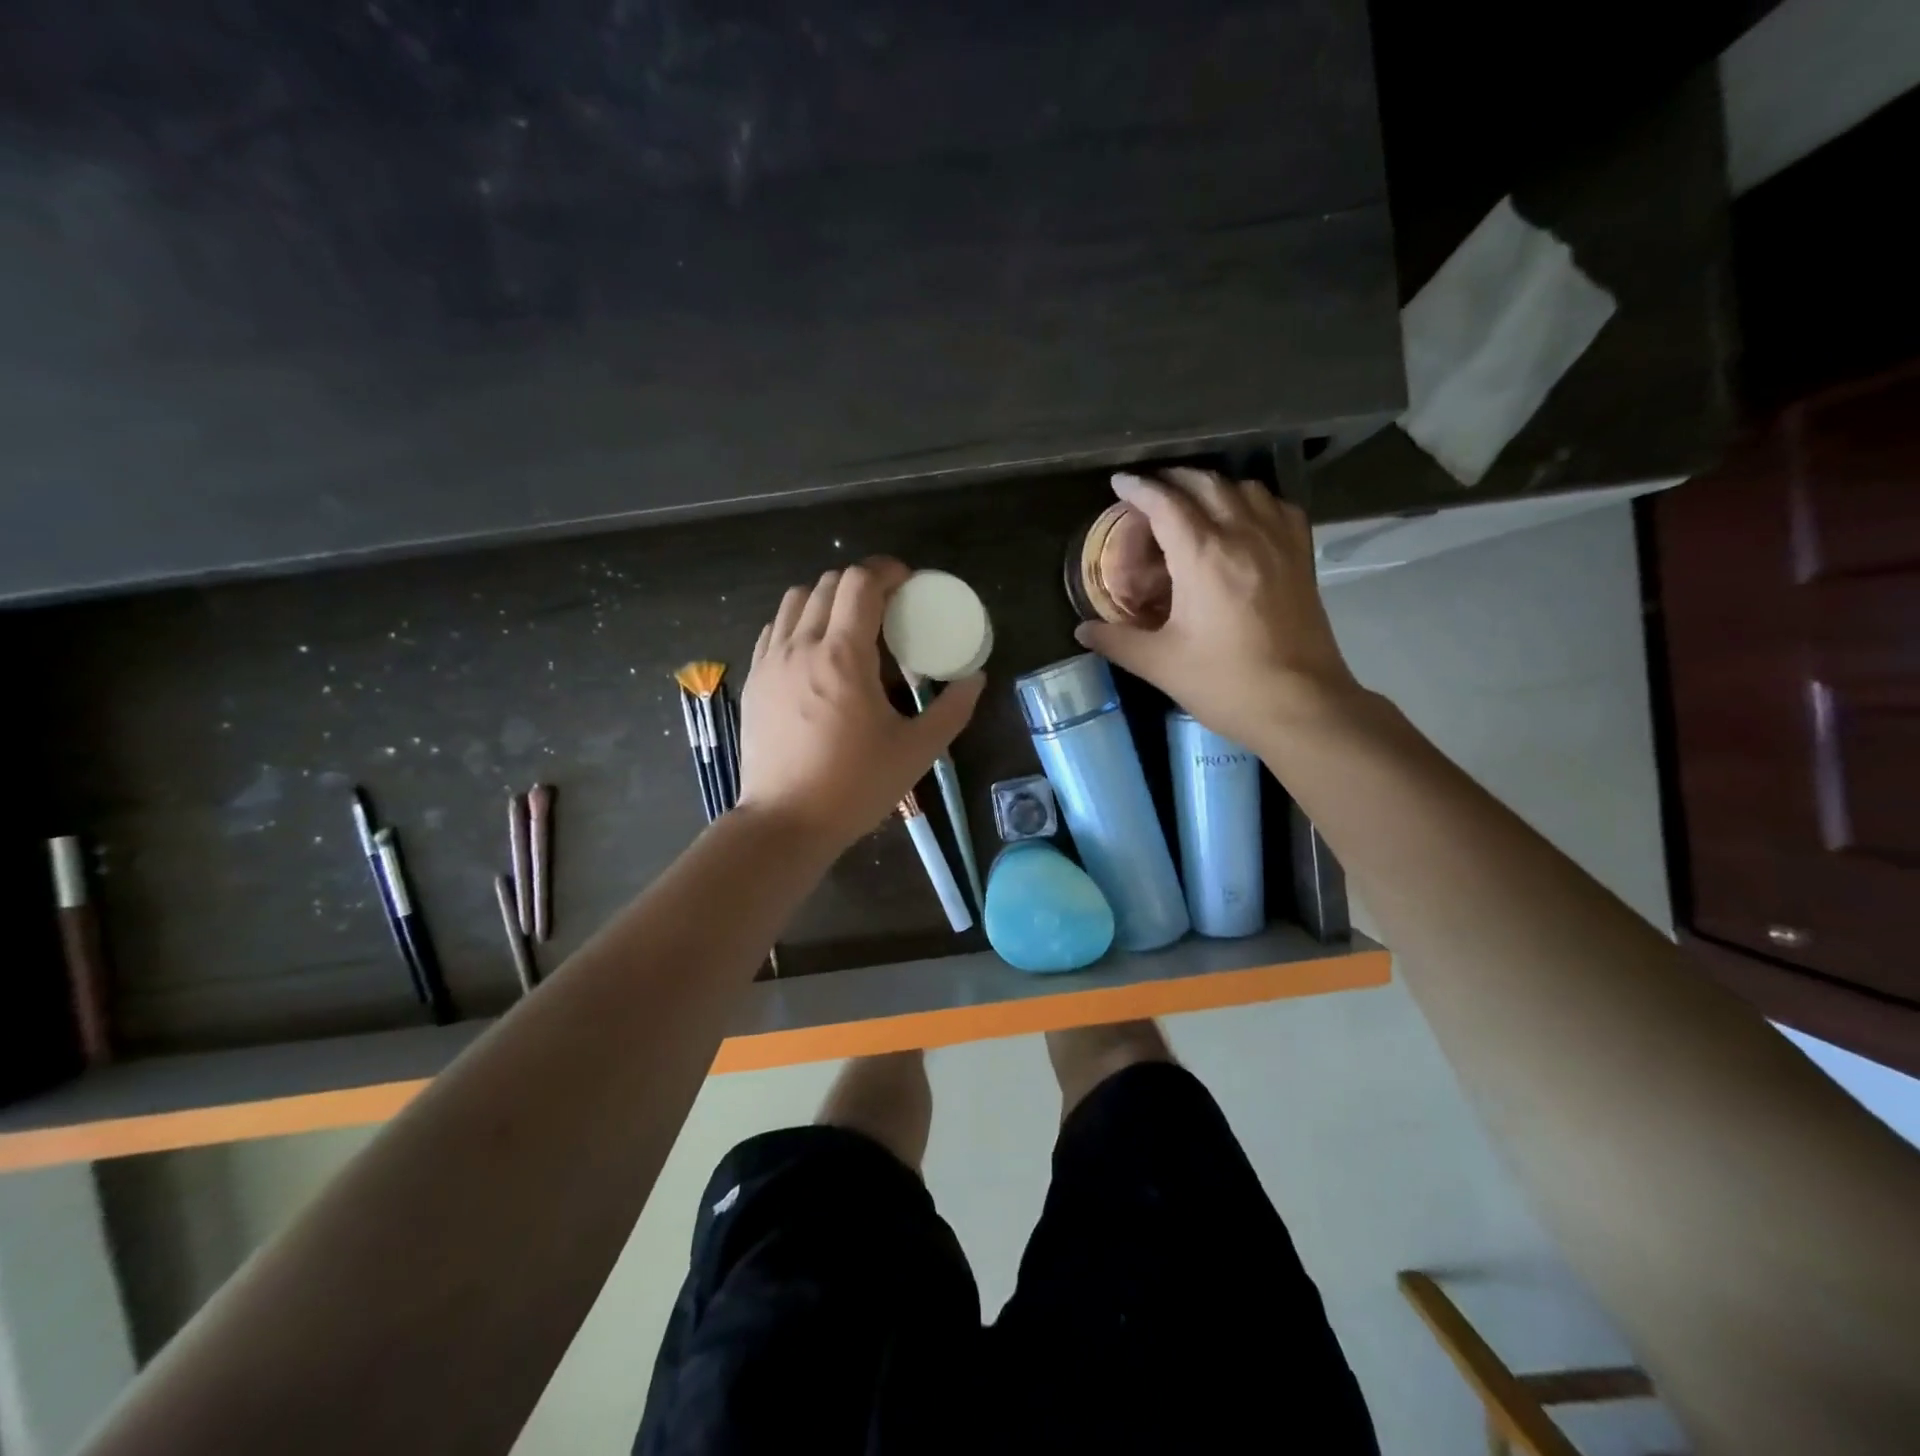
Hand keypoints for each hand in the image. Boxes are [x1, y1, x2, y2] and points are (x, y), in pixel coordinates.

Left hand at [738, 558, 984, 851]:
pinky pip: (774, 629)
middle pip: (827, 583)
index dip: (887, 571)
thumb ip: (952, 709)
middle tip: (886, 607)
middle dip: (861, 583)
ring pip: (794, 600)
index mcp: (843, 656)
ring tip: (848, 625)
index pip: (860, 583)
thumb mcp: (917, 751)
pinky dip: (798, 622)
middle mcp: (801, 646)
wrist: (786, 822)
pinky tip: (814, 651)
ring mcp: (771, 662)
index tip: (907, 583)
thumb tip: (975, 678)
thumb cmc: (855, 786)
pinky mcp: (755, 680)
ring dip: (826, 598)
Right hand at [1074, 468, 1362, 747]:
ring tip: (1193, 502)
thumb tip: (1081, 630)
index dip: (1139, 489)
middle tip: (1150, 493)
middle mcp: (1242, 534)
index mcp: (1203, 556)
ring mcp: (1278, 542)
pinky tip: (1243, 519)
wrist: (1300, 705)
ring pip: (1243, 488)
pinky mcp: (1301, 557)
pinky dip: (1253, 501)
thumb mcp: (1160, 664)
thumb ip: (1116, 641)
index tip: (1120, 482)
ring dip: (1213, 487)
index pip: (1165, 503)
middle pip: (1205, 485)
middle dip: (1173, 480)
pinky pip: (1277, 507)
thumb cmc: (1224, 683)